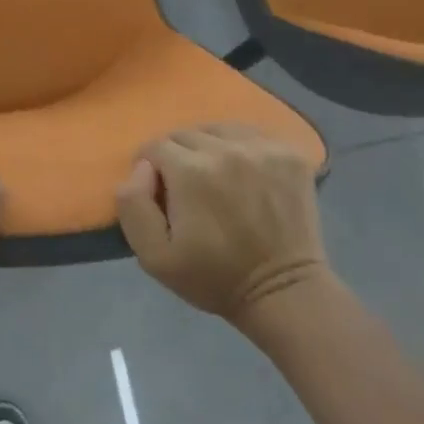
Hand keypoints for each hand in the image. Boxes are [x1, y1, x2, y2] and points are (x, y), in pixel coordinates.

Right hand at [115, 123, 328, 327]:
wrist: (284, 295)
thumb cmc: (214, 278)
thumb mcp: (154, 257)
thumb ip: (133, 204)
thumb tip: (141, 168)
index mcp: (190, 170)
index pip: (155, 147)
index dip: (151, 169)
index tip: (160, 193)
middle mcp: (226, 149)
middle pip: (185, 135)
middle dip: (178, 158)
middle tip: (188, 190)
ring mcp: (262, 148)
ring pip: (217, 129)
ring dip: (208, 147)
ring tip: (216, 177)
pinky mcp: (290, 153)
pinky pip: (251, 133)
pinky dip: (240, 146)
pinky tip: (244, 172)